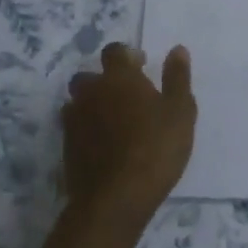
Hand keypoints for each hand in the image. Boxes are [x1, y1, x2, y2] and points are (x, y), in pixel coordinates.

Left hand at [62, 43, 196, 222]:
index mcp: (119, 78)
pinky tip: (103, 144)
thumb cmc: (156, 148)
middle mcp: (91, 92)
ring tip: (114, 121)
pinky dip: (86, 129)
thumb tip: (177, 49)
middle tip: (127, 96)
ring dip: (92, 105)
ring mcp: (74, 120)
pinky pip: (74, 127)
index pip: (115, 51)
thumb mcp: (180, 111)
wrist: (116, 197)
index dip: (126, 55)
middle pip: (89, 76)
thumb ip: (177, 78)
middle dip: (104, 81)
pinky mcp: (66, 147)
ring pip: (78, 102)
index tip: (141, 66)